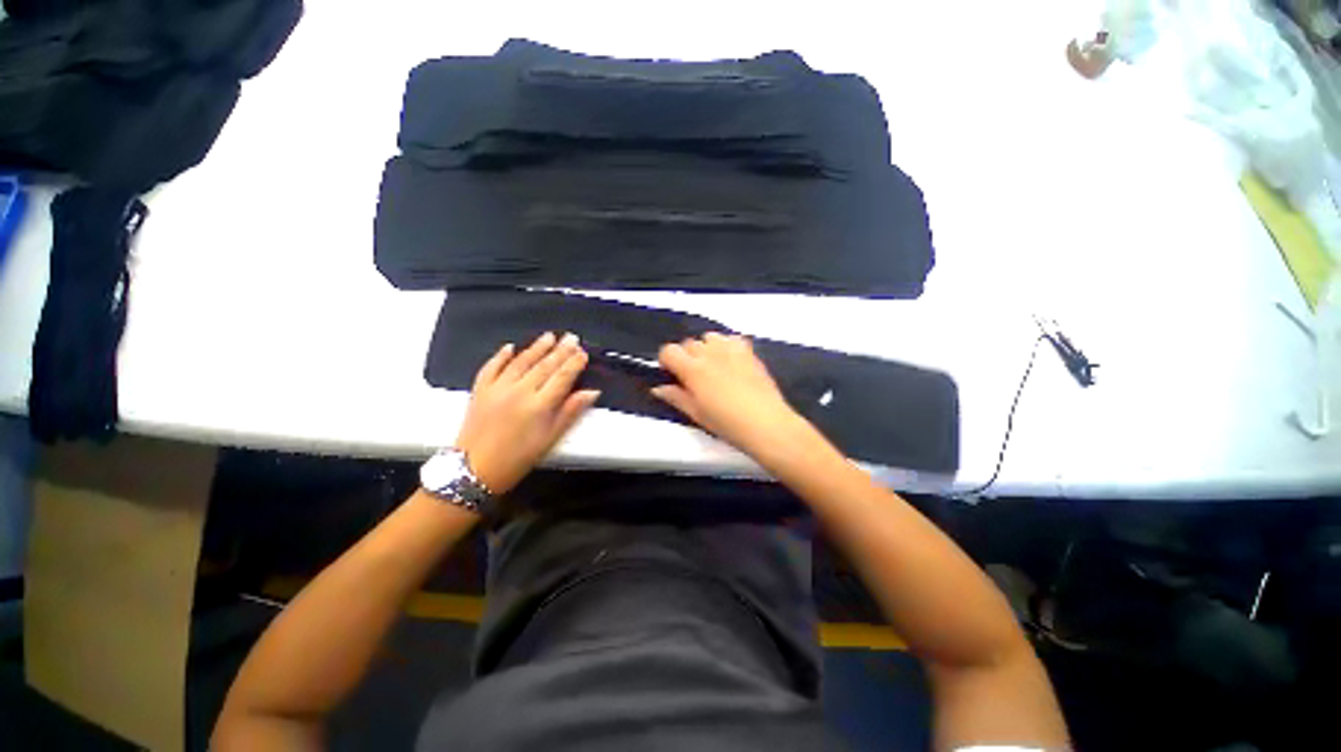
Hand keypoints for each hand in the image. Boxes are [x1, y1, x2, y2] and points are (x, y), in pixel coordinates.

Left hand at [453, 332, 599, 494]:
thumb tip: (591, 392)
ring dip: (537, 347)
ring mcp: (497, 388)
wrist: (474, 470)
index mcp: (539, 405)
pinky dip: (501, 356)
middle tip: (571, 337)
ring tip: (549, 336)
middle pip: (545, 366)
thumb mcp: (550, 439)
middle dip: (560, 350)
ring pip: (521, 361)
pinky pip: (491, 367)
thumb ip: (570, 412)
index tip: (583, 353)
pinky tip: (509, 347)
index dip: (574, 363)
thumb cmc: (517, 459)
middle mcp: (519, 391)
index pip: (562, 377)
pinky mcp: (479, 390)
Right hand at [651, 333, 810, 458]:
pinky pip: (731, 338)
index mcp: (693, 369)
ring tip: (714, 367)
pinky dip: (727, 346)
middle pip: (689, 343)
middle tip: (695, 377)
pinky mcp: (749, 351)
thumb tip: (658, 388)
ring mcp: (731, 349)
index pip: (669, 350)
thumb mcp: (696, 414)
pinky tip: (732, 362)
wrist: (765, 423)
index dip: (667, 361)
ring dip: (707, 348)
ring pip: (710, 337)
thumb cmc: (727, 423)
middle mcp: (709, 353)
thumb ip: (676, 397)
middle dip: (687, 356)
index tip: (673, 374)